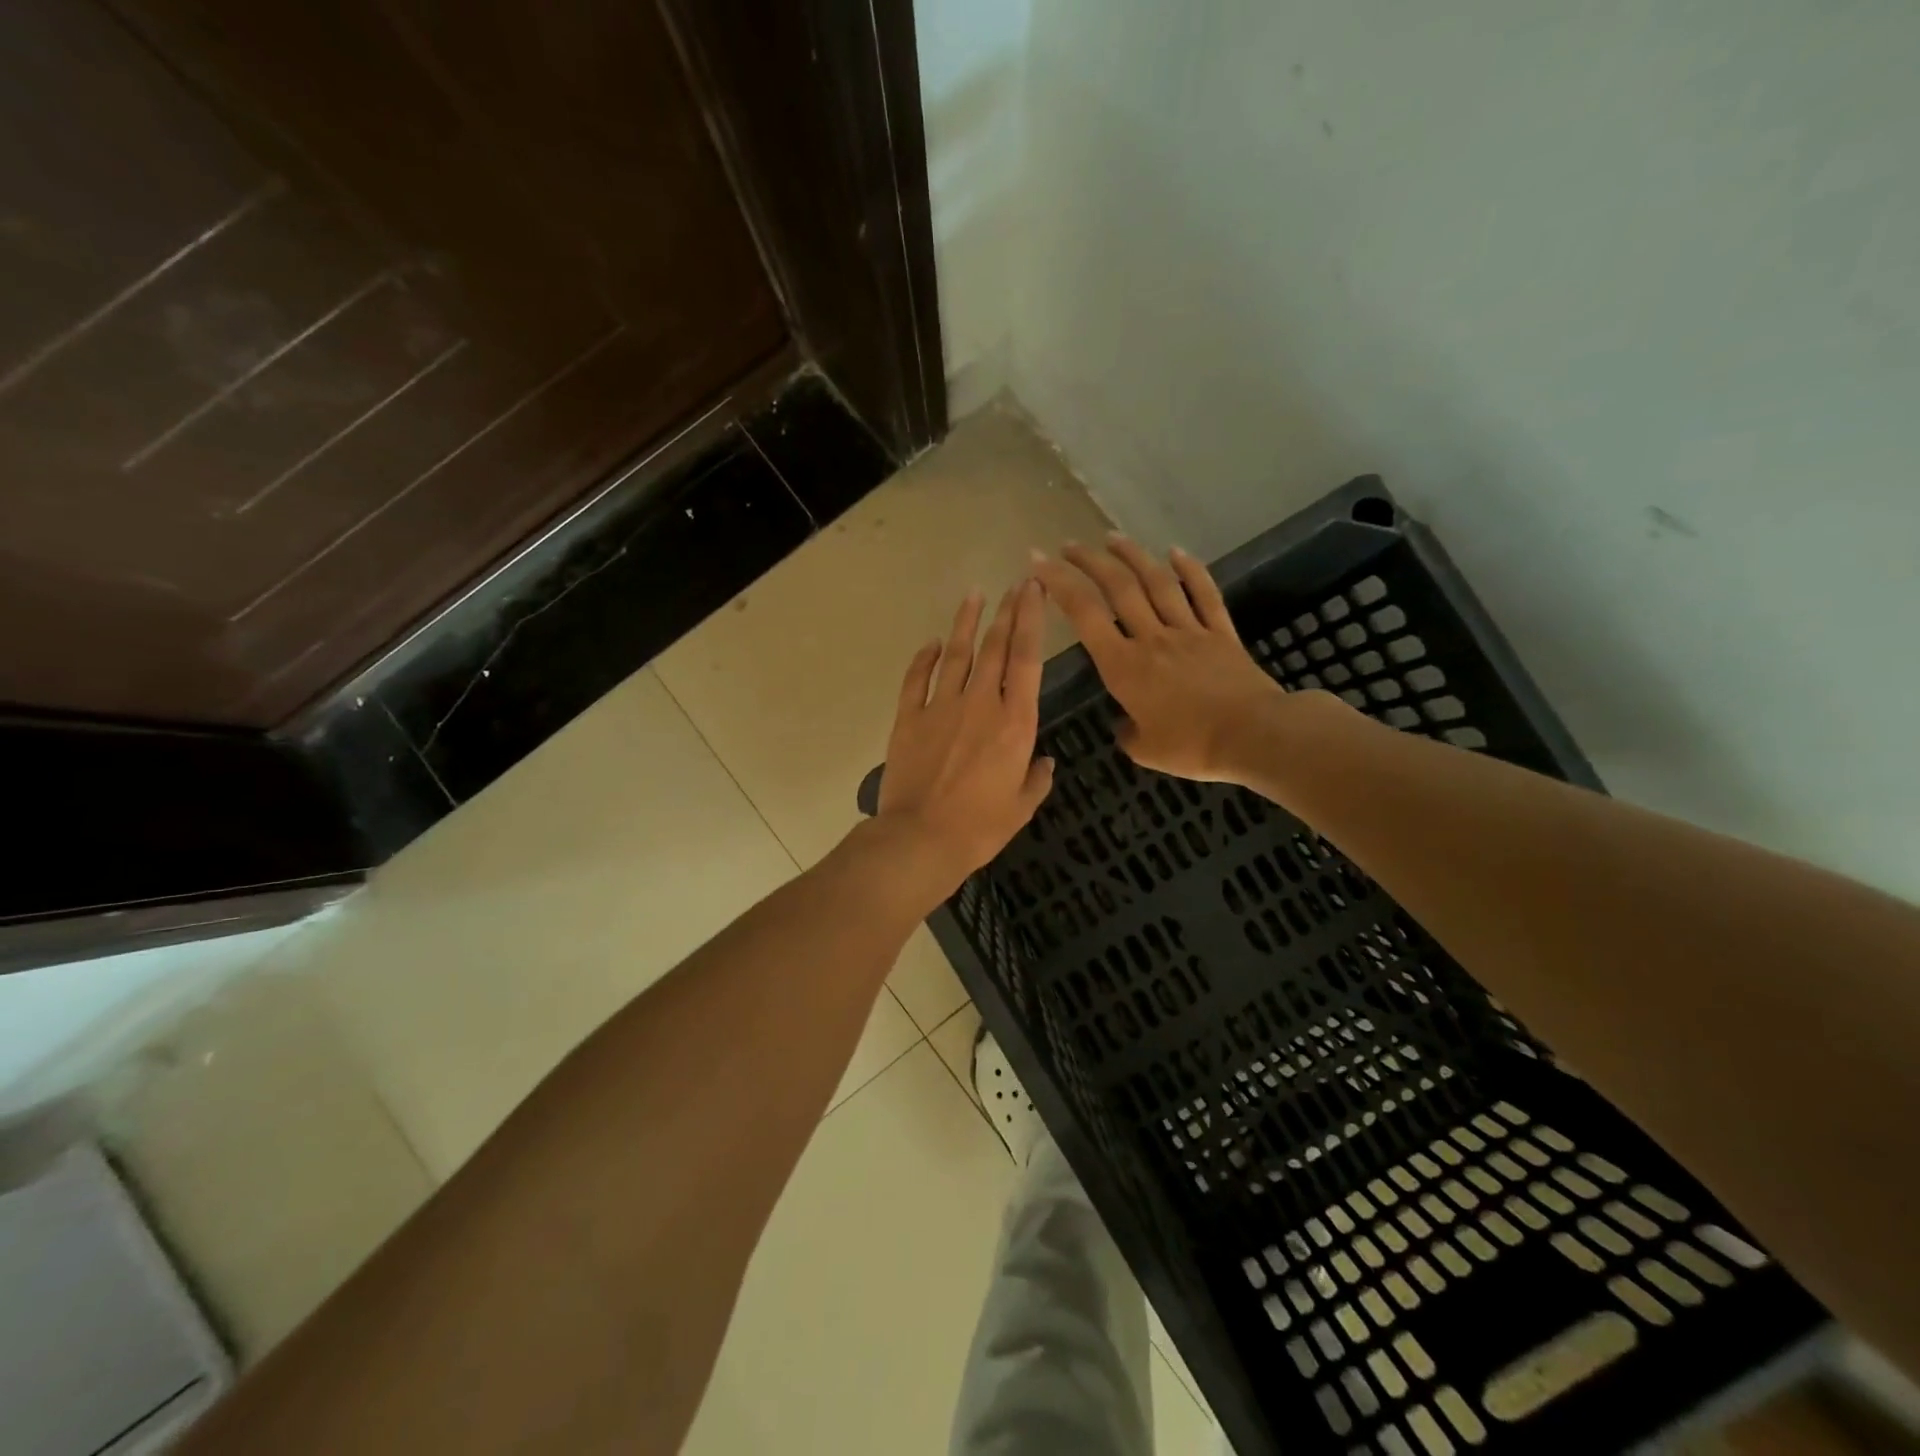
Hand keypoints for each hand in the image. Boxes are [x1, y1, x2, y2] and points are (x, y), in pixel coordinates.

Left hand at [874, 579, 1054, 890]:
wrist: (921, 838)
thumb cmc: (981, 828)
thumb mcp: (1022, 807)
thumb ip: (1037, 778)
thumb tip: (1045, 761)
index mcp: (1015, 722)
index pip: (1027, 658)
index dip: (1032, 619)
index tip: (1035, 590)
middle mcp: (981, 703)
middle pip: (995, 646)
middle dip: (1007, 611)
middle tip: (1016, 584)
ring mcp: (941, 706)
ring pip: (957, 653)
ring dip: (967, 622)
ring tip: (975, 594)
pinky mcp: (909, 717)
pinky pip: (917, 678)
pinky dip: (924, 657)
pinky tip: (932, 643)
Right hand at [1031, 534, 1289, 781]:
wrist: (1254, 736)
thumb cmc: (1192, 747)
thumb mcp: (1145, 750)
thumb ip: (1127, 732)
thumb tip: (1125, 723)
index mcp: (1124, 667)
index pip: (1085, 616)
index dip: (1059, 585)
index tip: (1040, 563)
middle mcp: (1152, 639)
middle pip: (1118, 588)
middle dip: (1089, 562)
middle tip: (1069, 545)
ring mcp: (1189, 631)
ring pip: (1157, 583)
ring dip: (1133, 556)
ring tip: (1113, 537)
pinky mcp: (1221, 634)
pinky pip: (1204, 595)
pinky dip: (1190, 570)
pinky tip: (1176, 552)